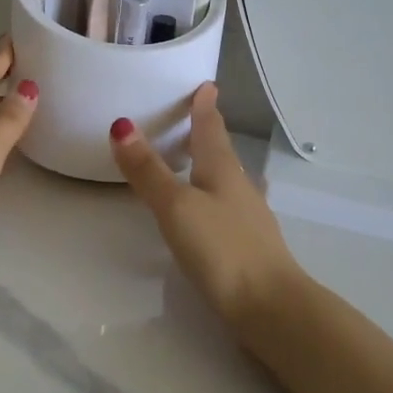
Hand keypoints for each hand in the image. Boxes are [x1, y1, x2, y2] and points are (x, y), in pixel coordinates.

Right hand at [109, 82, 305, 327]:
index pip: (211, 129)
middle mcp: (239, 188)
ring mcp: (249, 219)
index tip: (206, 85)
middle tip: (196, 116)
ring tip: (201, 160)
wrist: (270, 307)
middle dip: (208, 134)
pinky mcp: (249, 247)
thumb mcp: (177, 206)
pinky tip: (217, 211)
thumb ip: (149, 171)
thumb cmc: (222, 249)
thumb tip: (121, 125)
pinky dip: (218, 198)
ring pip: (228, 181)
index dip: (205, 107)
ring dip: (214, 166)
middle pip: (222, 153)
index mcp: (223, 171)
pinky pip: (230, 208)